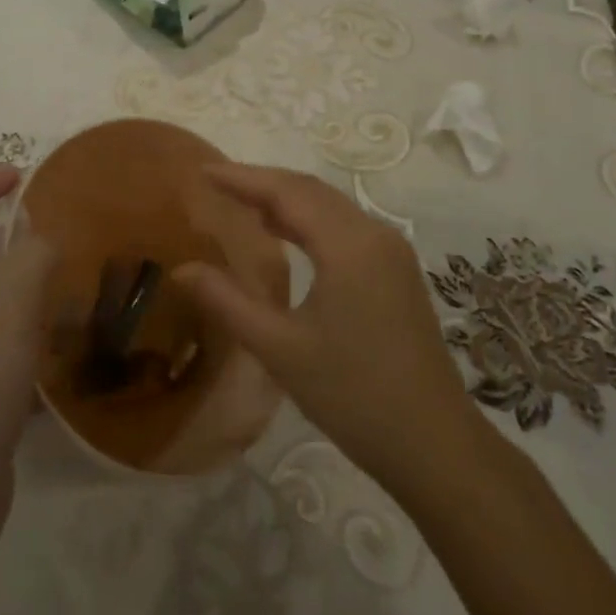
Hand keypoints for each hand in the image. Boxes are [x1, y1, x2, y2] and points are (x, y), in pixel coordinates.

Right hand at [174, 163, 479, 490]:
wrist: (435, 444)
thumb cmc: (354, 395)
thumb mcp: (280, 350)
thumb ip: (227, 303)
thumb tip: (180, 270)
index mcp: (349, 244)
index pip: (287, 192)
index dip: (243, 178)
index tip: (203, 170)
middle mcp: (374, 233)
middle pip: (310, 190)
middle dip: (262, 182)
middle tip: (216, 184)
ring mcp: (391, 250)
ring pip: (330, 206)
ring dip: (287, 199)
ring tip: (241, 203)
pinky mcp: (396, 270)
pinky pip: (345, 226)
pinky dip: (309, 219)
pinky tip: (285, 234)